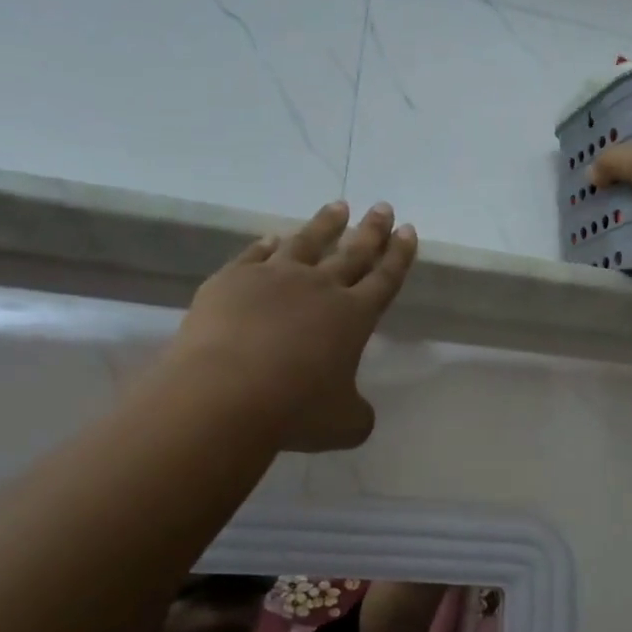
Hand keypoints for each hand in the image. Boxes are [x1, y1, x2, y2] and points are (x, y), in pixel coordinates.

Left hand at [158, 201, 417, 451]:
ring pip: (307, 242)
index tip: (408, 230)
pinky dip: (267, 245)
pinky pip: (256, 255)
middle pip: (353, 252)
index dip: (399, 255)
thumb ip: (358, 413)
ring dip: (325, 224)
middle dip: (372, 230)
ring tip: (338, 206)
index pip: (385, 278)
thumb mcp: (344, 424)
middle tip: (382, 207)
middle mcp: (320, 288)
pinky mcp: (233, 280)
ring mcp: (274, 278)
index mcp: (354, 316)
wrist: (223, 395)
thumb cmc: (294, 410)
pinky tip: (272, 238)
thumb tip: (359, 412)